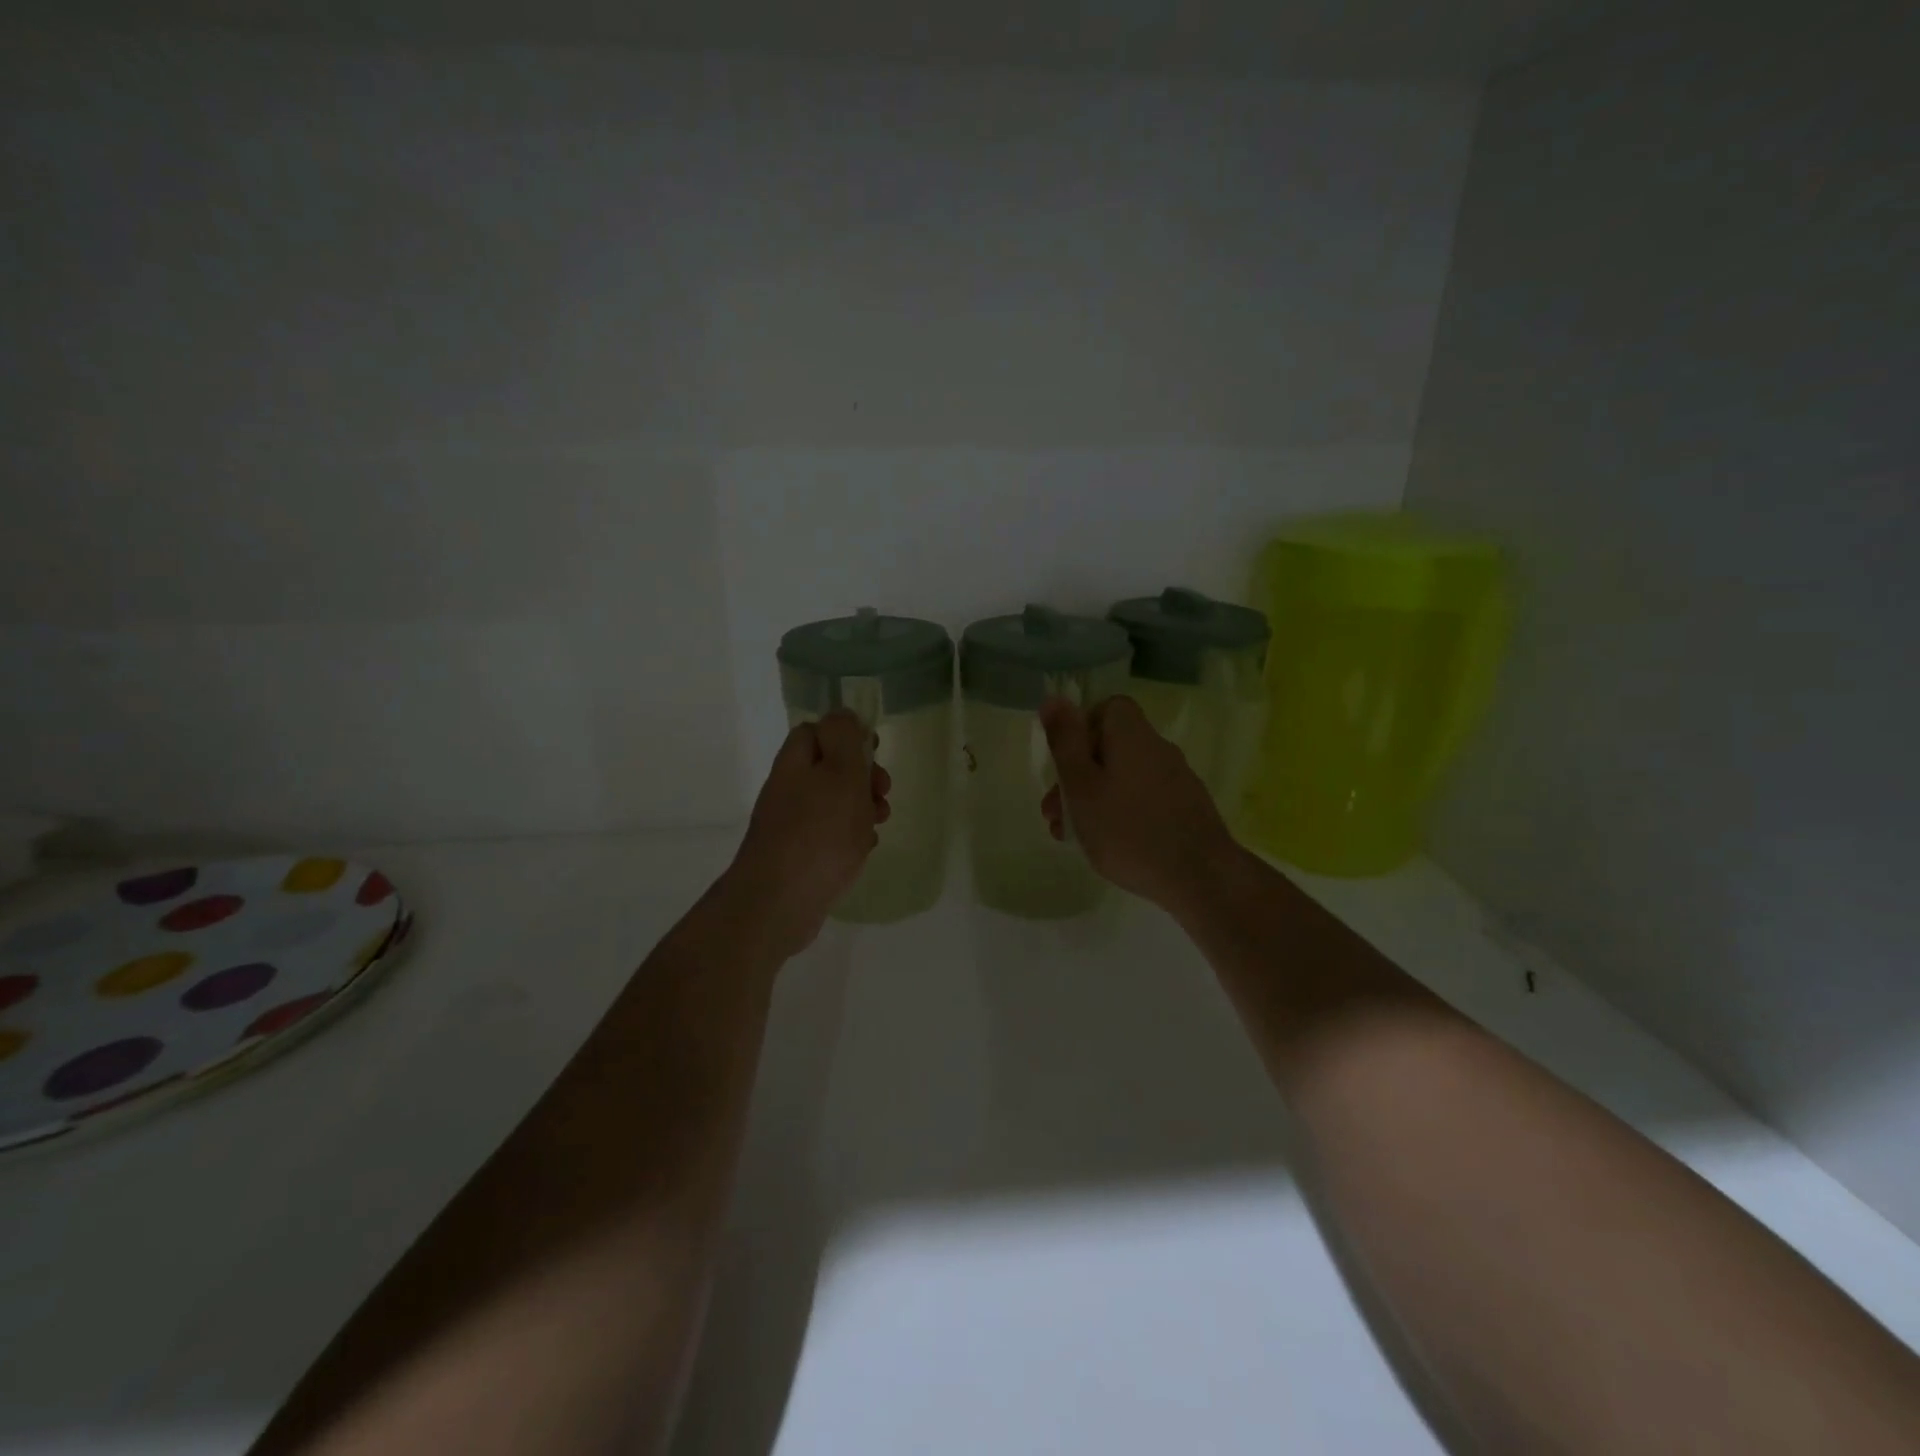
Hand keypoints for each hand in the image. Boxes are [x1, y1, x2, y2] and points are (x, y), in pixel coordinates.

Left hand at [725, 711, 889, 959]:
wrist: (779, 903)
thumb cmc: (819, 832)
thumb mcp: (840, 773)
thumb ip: (844, 738)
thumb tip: (842, 714)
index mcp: (796, 762)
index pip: (817, 731)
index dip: (848, 735)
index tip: (874, 752)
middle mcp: (789, 788)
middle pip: (830, 768)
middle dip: (863, 776)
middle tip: (882, 792)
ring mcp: (791, 824)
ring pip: (834, 803)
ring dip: (862, 808)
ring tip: (879, 822)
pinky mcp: (799, 856)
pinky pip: (830, 835)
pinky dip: (851, 837)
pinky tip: (863, 849)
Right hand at [1041, 695, 1241, 911]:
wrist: (1200, 876)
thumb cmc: (1127, 829)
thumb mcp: (1081, 785)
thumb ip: (1065, 742)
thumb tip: (1054, 697)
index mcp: (1132, 736)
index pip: (1107, 708)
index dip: (1081, 730)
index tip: (1064, 764)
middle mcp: (1158, 749)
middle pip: (1111, 748)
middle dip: (1078, 776)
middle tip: (1055, 814)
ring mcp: (1177, 780)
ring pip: (1124, 778)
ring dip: (1095, 800)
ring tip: (1073, 837)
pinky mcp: (1187, 808)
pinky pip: (1144, 800)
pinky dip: (1122, 814)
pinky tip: (1110, 846)